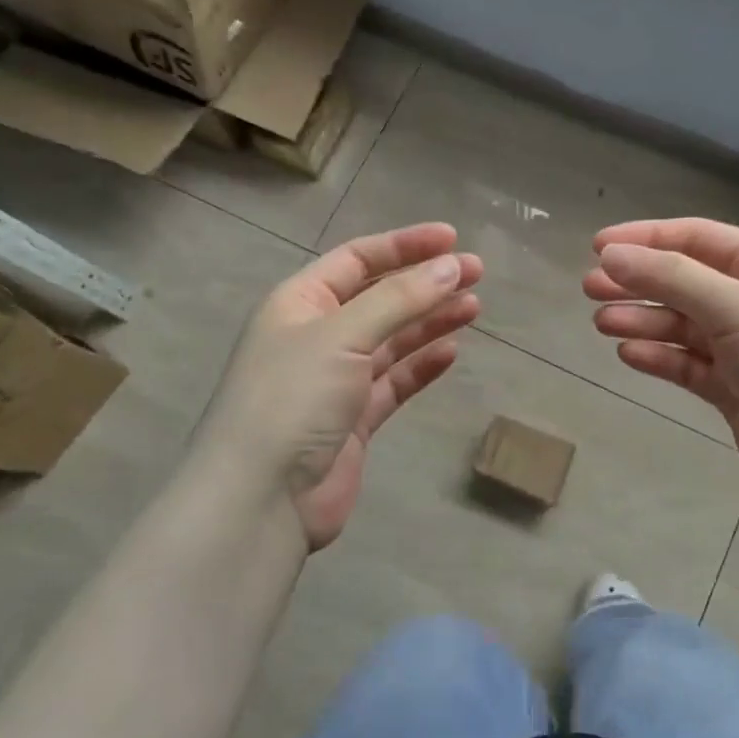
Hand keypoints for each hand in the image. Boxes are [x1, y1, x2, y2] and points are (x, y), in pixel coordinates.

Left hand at [204, 223, 482, 549]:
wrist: (262, 498)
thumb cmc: (292, 399)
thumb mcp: (342, 336)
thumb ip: (399, 300)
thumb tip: (452, 267)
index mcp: (300, 303)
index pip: (357, 259)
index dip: (405, 245)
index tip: (453, 240)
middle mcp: (317, 335)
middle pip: (380, 298)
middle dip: (426, 283)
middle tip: (476, 273)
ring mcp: (335, 380)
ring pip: (391, 340)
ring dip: (430, 322)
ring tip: (473, 308)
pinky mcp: (353, 420)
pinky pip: (393, 382)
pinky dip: (421, 366)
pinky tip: (451, 353)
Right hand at [583, 218, 738, 515]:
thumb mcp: (736, 307)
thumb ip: (670, 278)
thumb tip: (611, 255)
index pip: (697, 238)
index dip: (646, 239)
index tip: (597, 247)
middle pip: (685, 282)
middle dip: (638, 283)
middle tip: (588, 288)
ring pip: (683, 326)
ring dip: (643, 321)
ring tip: (601, 323)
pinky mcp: (737, 393)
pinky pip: (690, 365)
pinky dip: (660, 358)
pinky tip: (628, 355)